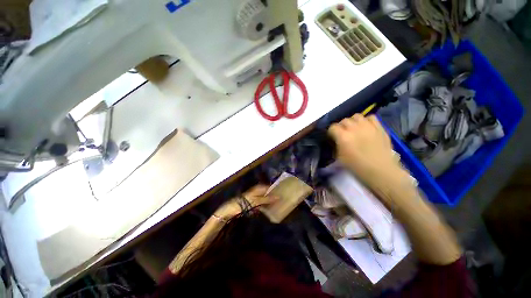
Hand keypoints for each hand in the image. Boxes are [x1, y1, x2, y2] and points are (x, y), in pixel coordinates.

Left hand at [214, 184, 278, 219]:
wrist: (231, 209)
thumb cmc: (244, 203)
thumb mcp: (257, 200)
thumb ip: (267, 199)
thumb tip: (278, 197)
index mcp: (259, 188)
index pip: (270, 187)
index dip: (276, 190)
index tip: (283, 194)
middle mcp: (258, 190)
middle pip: (268, 192)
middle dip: (274, 196)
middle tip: (282, 200)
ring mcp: (255, 196)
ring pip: (266, 197)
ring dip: (270, 201)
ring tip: (278, 205)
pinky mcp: (253, 202)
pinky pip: (262, 202)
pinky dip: (266, 205)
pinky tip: (270, 209)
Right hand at [328, 114, 409, 196]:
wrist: (380, 171)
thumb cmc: (357, 167)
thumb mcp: (340, 158)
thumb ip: (336, 146)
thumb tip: (336, 140)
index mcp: (343, 136)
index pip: (332, 127)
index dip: (331, 132)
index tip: (332, 137)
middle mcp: (354, 128)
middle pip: (344, 120)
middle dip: (341, 126)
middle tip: (342, 134)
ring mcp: (368, 126)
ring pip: (356, 116)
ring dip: (352, 121)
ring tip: (354, 128)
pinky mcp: (379, 127)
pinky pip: (371, 117)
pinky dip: (366, 120)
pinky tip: (366, 127)